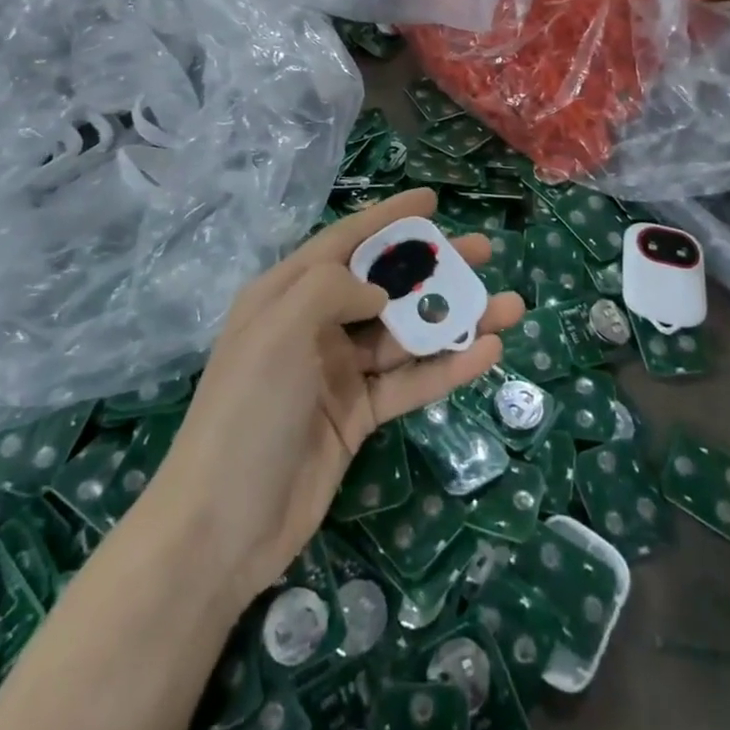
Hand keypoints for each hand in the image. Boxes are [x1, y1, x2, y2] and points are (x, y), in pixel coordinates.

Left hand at [145, 188, 523, 608]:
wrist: (220, 529)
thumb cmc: (248, 410)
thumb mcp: (280, 328)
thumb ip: (333, 287)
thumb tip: (380, 291)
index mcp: (287, 293)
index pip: (345, 240)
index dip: (389, 218)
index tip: (432, 200)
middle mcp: (314, 324)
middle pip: (385, 284)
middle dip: (434, 267)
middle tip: (484, 252)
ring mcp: (338, 372)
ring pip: (407, 334)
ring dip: (454, 319)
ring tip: (508, 306)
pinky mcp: (357, 416)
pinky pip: (409, 381)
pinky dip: (446, 367)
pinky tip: (486, 352)